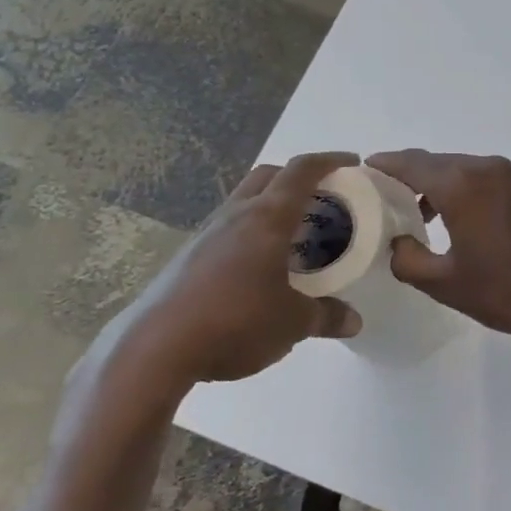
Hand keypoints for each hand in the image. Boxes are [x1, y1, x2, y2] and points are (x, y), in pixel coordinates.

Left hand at [90, 152, 363, 398]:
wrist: (156, 349)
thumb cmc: (236, 322)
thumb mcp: (293, 323)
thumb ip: (327, 317)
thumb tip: (353, 321)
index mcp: (267, 219)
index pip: (301, 172)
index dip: (330, 161)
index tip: (352, 162)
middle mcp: (236, 216)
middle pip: (269, 176)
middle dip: (299, 178)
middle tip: (324, 199)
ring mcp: (207, 235)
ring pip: (246, 202)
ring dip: (273, 206)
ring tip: (297, 235)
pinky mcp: (188, 258)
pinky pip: (230, 230)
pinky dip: (253, 233)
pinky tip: (262, 267)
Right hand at [366, 150, 510, 348]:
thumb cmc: (507, 292)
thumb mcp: (445, 283)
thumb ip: (408, 258)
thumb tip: (399, 242)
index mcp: (462, 183)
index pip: (409, 163)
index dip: (382, 166)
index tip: (361, 174)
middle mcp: (487, 168)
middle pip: (435, 163)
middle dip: (407, 176)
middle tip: (384, 200)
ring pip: (461, 170)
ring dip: (436, 185)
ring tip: (417, 215)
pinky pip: (484, 180)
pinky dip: (463, 190)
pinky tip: (456, 220)